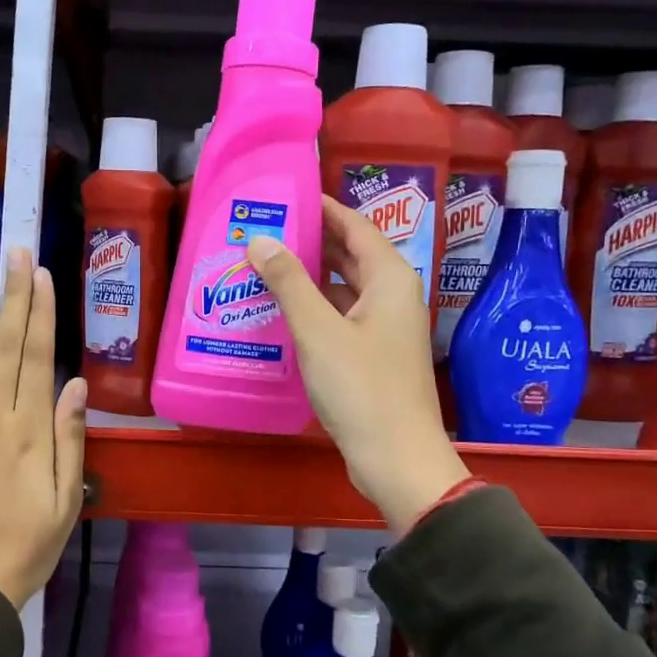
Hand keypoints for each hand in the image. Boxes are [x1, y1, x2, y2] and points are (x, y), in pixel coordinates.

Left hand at [0, 249, 87, 608]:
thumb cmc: (28, 546)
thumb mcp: (67, 501)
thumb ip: (71, 440)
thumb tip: (77, 384)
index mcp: (32, 433)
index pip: (38, 359)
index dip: (41, 314)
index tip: (41, 275)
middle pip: (7, 348)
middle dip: (12, 297)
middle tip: (13, 252)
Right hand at [247, 197, 468, 534]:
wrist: (396, 458)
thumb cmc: (361, 388)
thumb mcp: (318, 330)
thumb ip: (289, 282)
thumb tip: (261, 239)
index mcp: (390, 279)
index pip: (355, 226)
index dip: (322, 208)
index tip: (286, 197)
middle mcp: (392, 296)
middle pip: (349, 255)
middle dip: (309, 242)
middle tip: (263, 231)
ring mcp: (384, 328)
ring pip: (343, 289)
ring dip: (308, 278)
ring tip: (262, 266)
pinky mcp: (372, 356)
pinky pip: (340, 317)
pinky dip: (313, 309)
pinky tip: (279, 312)